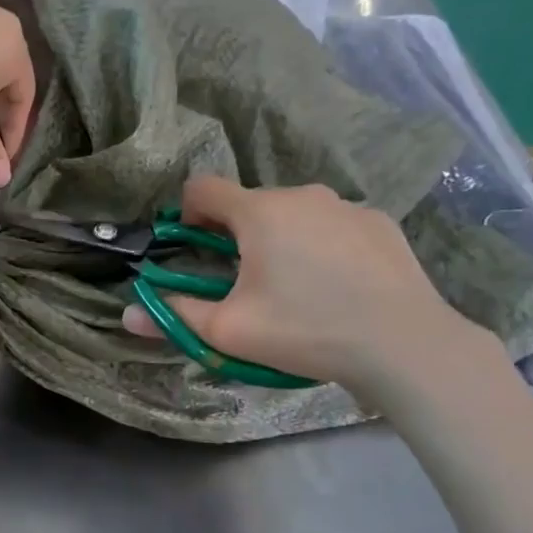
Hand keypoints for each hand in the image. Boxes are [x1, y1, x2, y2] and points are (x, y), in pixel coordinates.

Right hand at [122, 177, 489, 391]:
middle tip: (247, 282)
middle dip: (237, 234)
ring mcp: (346, 205)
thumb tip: (127, 314)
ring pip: (294, 213)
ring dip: (282, 237)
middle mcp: (301, 194)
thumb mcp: (229, 331)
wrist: (404, 344)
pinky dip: (323, 244)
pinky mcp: (380, 222)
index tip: (195, 247)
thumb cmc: (305, 330)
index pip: (203, 187)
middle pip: (250, 203)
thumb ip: (174, 315)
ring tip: (298, 287)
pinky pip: (333, 224)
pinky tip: (339, 285)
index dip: (187, 212)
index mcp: (258, 212)